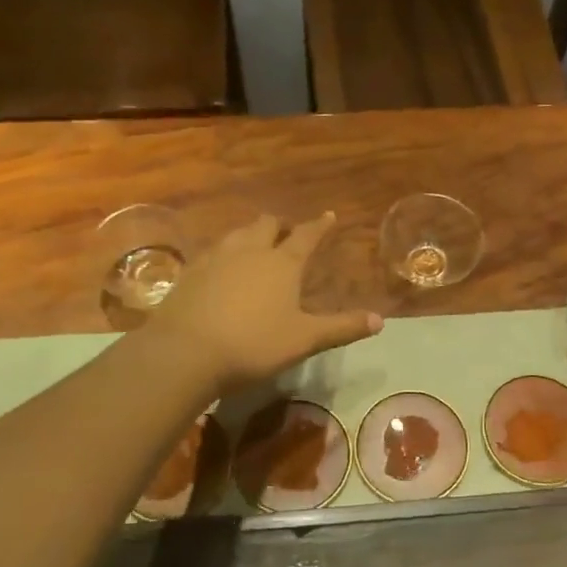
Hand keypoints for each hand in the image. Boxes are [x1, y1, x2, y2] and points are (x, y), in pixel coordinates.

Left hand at [151, 213, 380, 390]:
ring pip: (237, 234)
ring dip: (251, 235)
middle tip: (288, 233)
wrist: (186, 351)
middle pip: (267, 225)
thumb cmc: (254, 344)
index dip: (320, 225)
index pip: (307, 236)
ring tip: (255, 244)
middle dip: (281, 226)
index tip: (329, 215)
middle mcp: (250, 250)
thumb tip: (380, 320)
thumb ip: (341, 328)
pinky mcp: (190, 272)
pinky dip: (224, 253)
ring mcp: (216, 258)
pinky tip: (221, 268)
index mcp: (282, 263)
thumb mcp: (304, 339)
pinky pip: (212, 252)